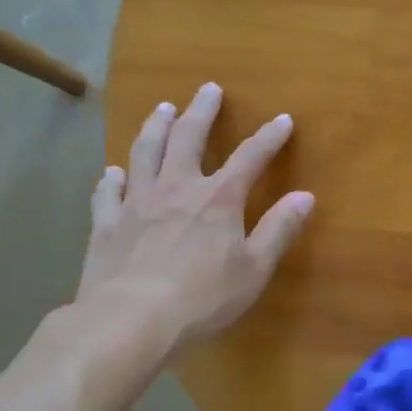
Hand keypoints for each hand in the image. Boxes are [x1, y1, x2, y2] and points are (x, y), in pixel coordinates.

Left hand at [74, 83, 313, 357]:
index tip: (283, 120)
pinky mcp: (106, 223)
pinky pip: (107, 191)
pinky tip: (113, 171)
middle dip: (202, 111)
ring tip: (163, 108)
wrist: (129, 321)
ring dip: (156, 127)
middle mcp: (177, 188)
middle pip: (189, 138)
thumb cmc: (202, 298)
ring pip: (145, 152)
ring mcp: (137, 202)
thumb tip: (305, 196)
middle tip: (208, 89)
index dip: (269, 137)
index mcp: (218, 199)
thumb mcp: (255, 268)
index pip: (250, 157)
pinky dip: (112, 177)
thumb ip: (279, 229)